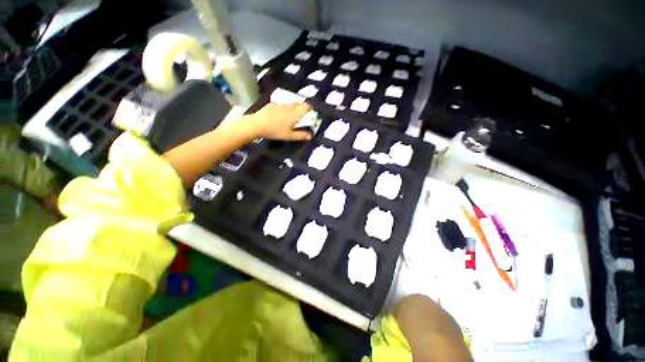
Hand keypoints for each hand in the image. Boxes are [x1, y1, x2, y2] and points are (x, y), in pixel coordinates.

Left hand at [248, 102, 312, 140]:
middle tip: (302, 112)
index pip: (305, 106)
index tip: (311, 110)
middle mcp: (288, 108)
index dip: (310, 107)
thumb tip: (310, 135)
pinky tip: (279, 114)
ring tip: (291, 113)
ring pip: (289, 104)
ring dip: (292, 107)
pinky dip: (282, 108)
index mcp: (294, 114)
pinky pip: (279, 105)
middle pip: (297, 103)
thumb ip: (301, 135)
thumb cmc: (275, 131)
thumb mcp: (289, 136)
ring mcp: (279, 105)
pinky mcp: (271, 105)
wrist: (258, 124)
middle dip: (301, 106)